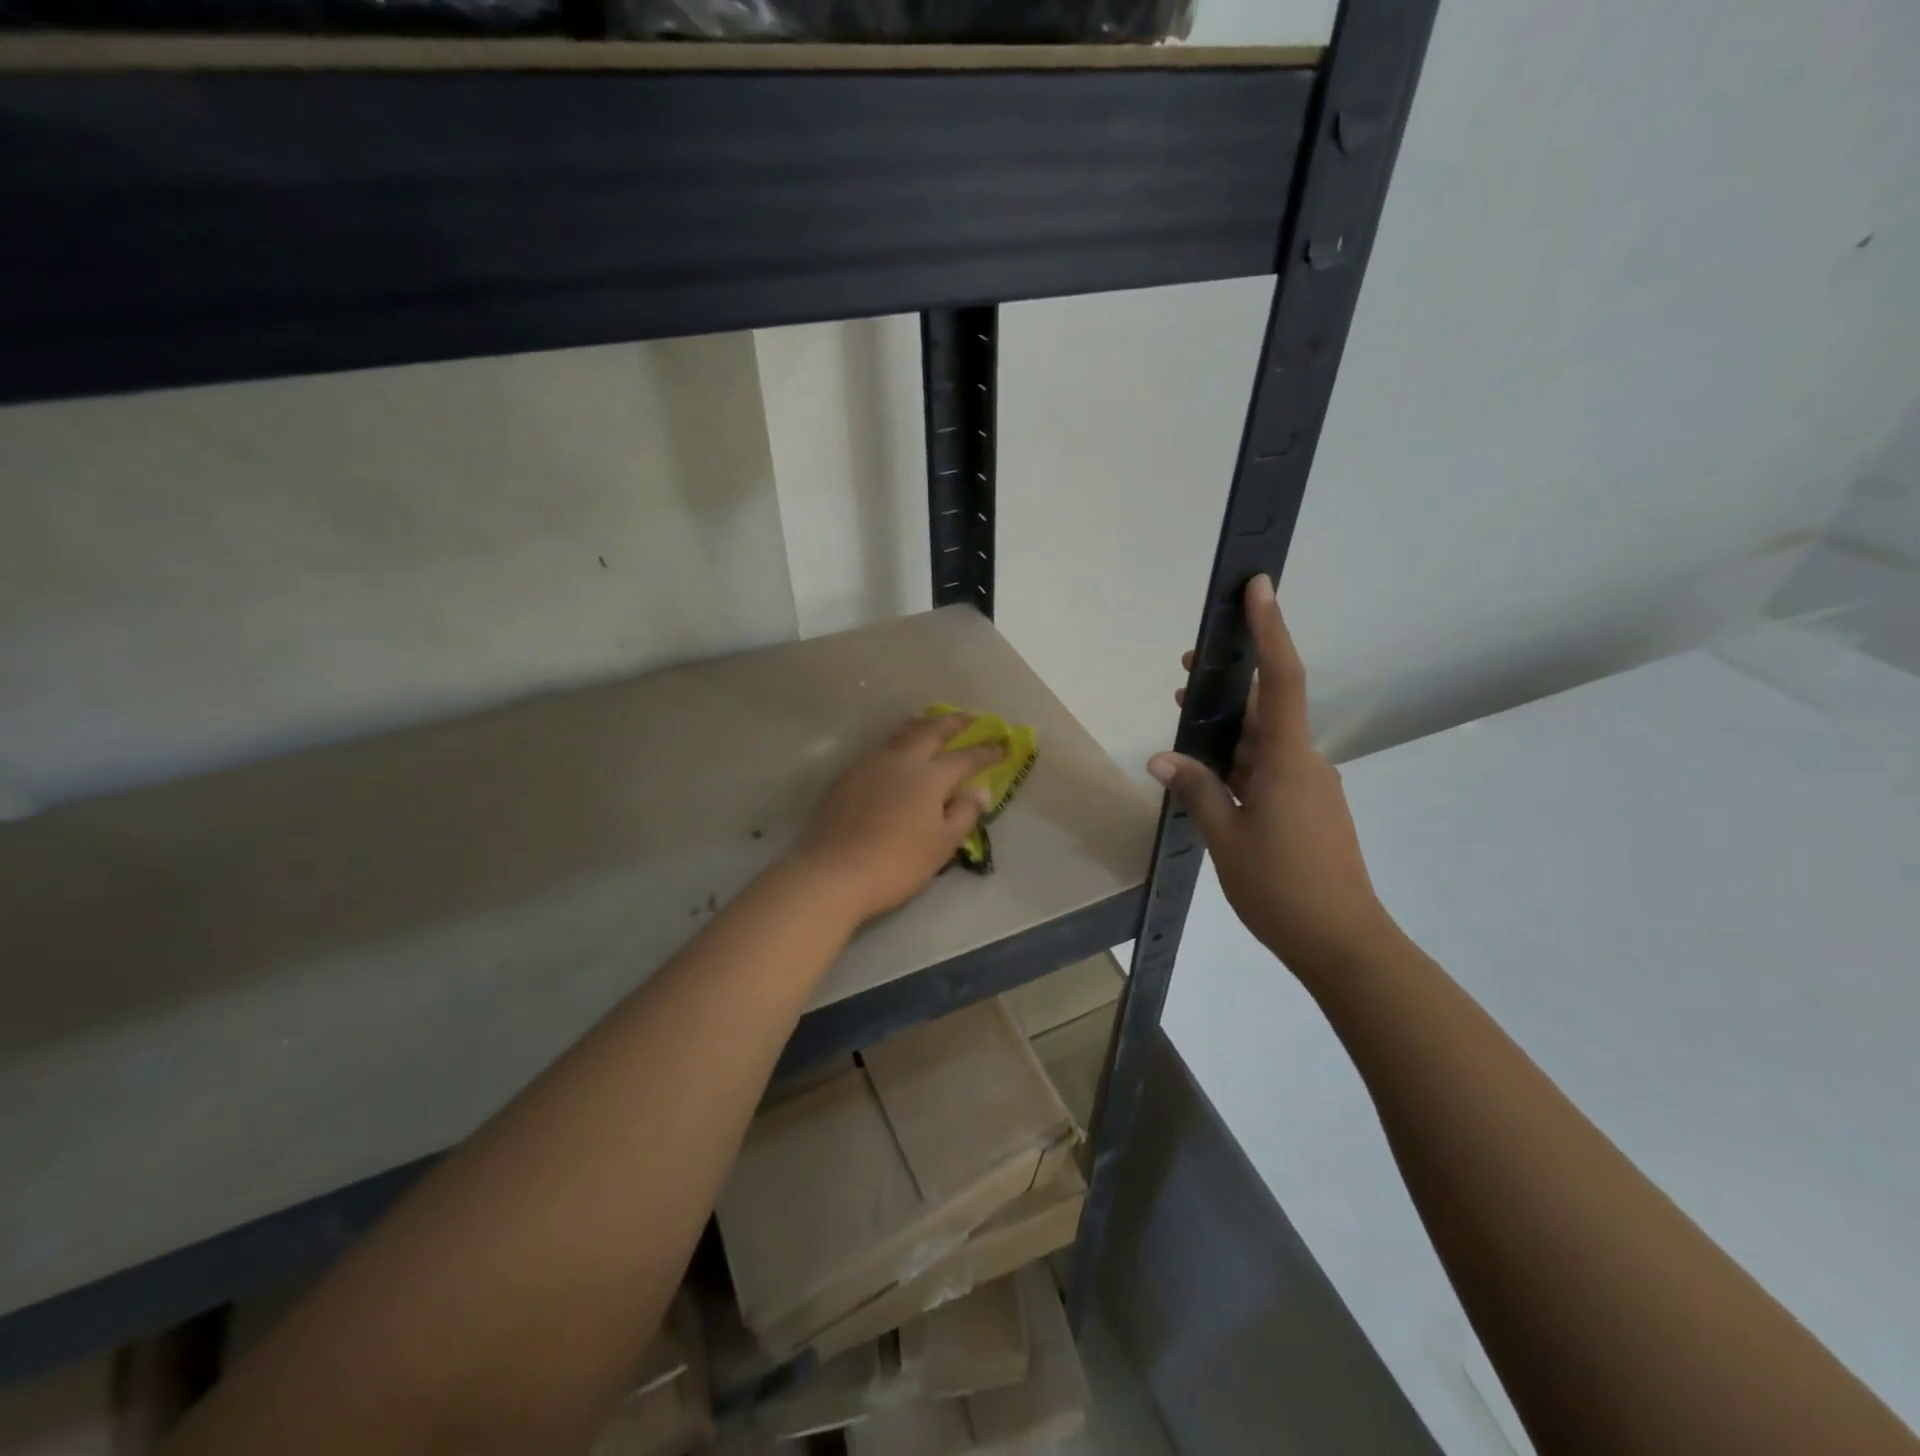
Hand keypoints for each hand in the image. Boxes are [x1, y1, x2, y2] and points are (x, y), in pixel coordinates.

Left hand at [795, 714, 1005, 926]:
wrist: (833, 873)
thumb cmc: (897, 863)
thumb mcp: (942, 845)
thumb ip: (964, 814)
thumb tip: (980, 791)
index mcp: (930, 776)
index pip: (966, 757)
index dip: (987, 751)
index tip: (1005, 743)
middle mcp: (901, 760)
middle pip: (932, 731)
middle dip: (955, 722)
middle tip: (971, 717)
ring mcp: (870, 765)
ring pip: (902, 734)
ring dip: (924, 724)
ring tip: (934, 721)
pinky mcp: (848, 777)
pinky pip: (881, 749)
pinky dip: (899, 742)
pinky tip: (898, 754)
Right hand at [1149, 576, 1393, 982]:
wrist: (1343, 943)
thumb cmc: (1282, 888)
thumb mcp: (1226, 837)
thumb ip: (1197, 791)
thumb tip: (1162, 759)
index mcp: (1287, 761)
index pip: (1280, 681)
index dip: (1270, 630)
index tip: (1259, 589)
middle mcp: (1305, 763)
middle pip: (1266, 708)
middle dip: (1228, 685)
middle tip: (1183, 669)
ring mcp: (1310, 787)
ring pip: (1265, 743)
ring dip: (1228, 730)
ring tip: (1184, 724)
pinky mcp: (1309, 809)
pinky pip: (1270, 771)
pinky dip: (1240, 763)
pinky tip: (1211, 778)